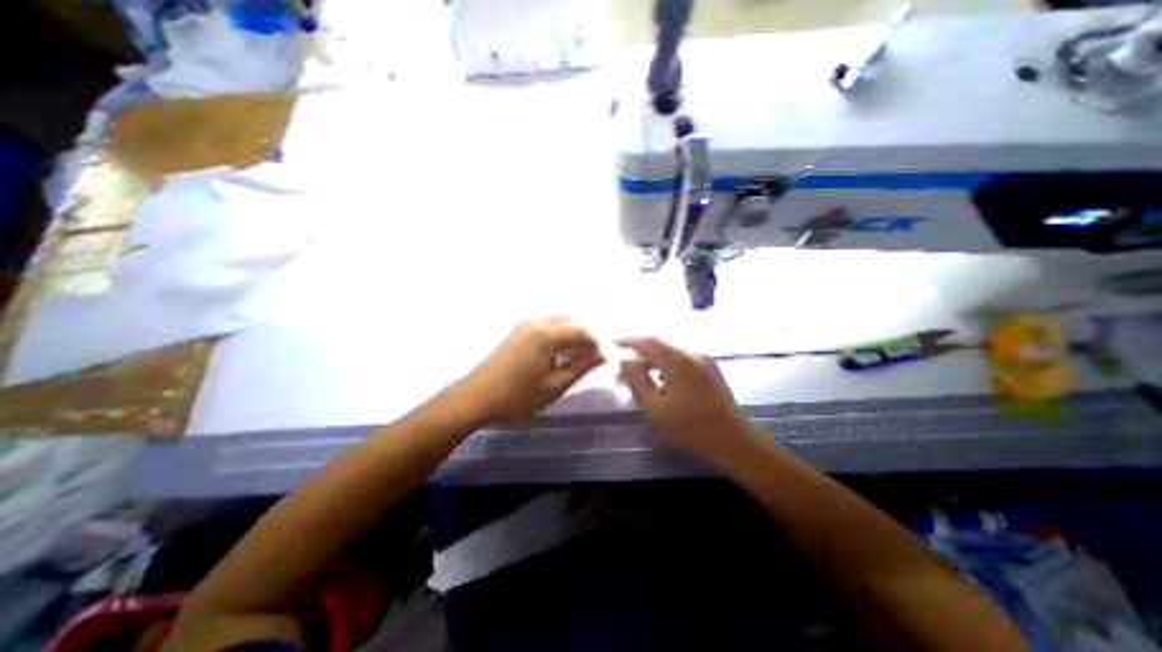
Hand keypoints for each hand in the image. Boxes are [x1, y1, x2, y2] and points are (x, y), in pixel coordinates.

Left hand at [448, 316, 602, 422]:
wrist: (476, 397)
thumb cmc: (518, 396)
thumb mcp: (554, 385)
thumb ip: (581, 367)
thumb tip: (603, 355)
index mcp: (548, 335)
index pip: (583, 331)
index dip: (596, 343)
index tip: (603, 358)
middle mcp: (538, 322)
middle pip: (572, 321)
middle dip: (585, 336)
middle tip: (590, 358)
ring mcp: (526, 324)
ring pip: (559, 322)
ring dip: (571, 335)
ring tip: (575, 358)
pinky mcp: (518, 331)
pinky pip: (546, 325)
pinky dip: (558, 335)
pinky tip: (557, 354)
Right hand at [618, 338, 753, 465]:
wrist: (733, 441)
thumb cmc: (689, 428)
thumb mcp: (654, 409)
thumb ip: (637, 380)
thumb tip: (625, 360)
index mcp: (676, 360)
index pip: (647, 342)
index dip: (629, 340)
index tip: (614, 341)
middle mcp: (691, 353)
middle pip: (660, 342)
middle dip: (641, 346)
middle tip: (625, 354)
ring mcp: (704, 360)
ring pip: (672, 348)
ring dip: (654, 353)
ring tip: (640, 365)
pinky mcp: (711, 368)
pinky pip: (683, 355)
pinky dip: (667, 359)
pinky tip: (662, 374)